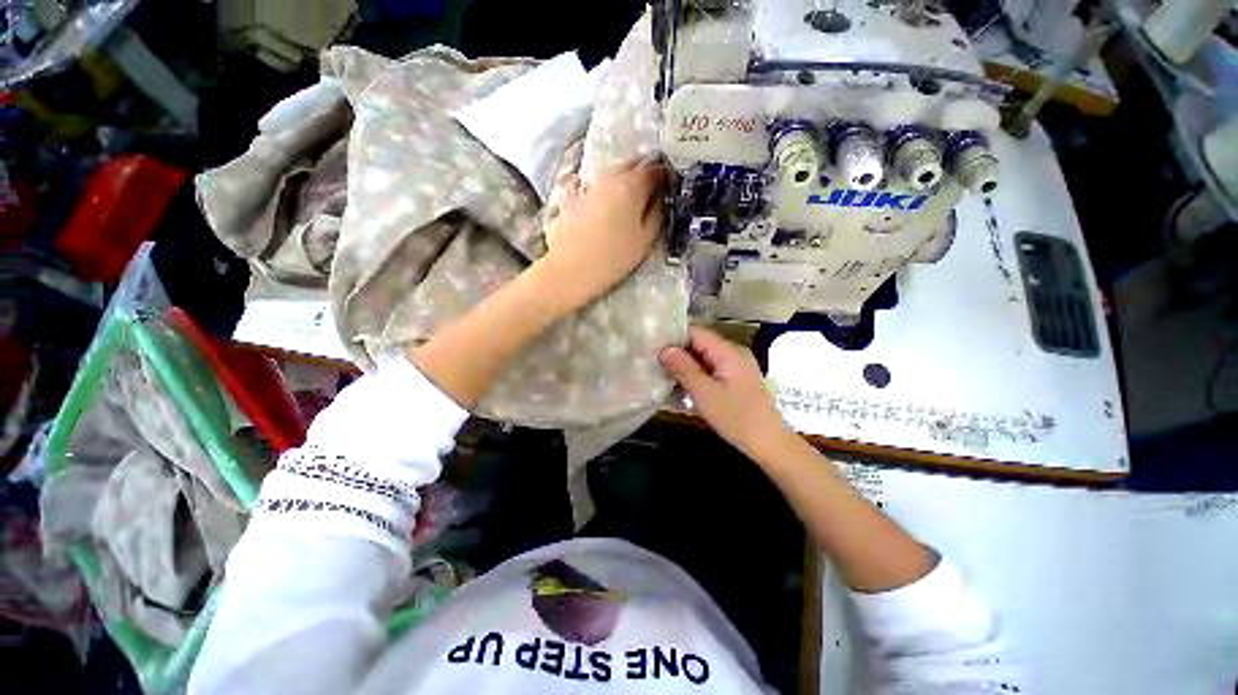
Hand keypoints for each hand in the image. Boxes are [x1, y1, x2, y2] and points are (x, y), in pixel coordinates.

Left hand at [538, 157, 665, 308]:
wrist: (571, 269)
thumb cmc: (613, 258)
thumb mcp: (645, 240)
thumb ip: (657, 214)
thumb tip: (660, 198)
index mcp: (632, 186)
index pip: (655, 168)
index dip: (665, 174)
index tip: (670, 184)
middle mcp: (610, 177)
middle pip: (632, 163)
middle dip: (645, 170)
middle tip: (652, 187)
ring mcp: (588, 184)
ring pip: (611, 171)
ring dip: (622, 176)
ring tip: (628, 193)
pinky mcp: (569, 196)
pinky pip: (584, 180)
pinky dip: (592, 183)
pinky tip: (592, 191)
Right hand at [659, 326, 794, 460]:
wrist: (769, 444)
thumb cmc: (737, 418)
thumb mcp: (705, 394)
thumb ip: (684, 369)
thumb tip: (664, 349)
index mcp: (728, 352)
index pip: (696, 332)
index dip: (674, 336)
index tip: (653, 346)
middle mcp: (732, 353)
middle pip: (699, 343)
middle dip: (677, 352)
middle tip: (653, 362)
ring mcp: (734, 367)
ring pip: (703, 357)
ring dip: (684, 365)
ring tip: (661, 373)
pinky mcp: (733, 380)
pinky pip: (709, 369)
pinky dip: (695, 375)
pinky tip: (680, 385)